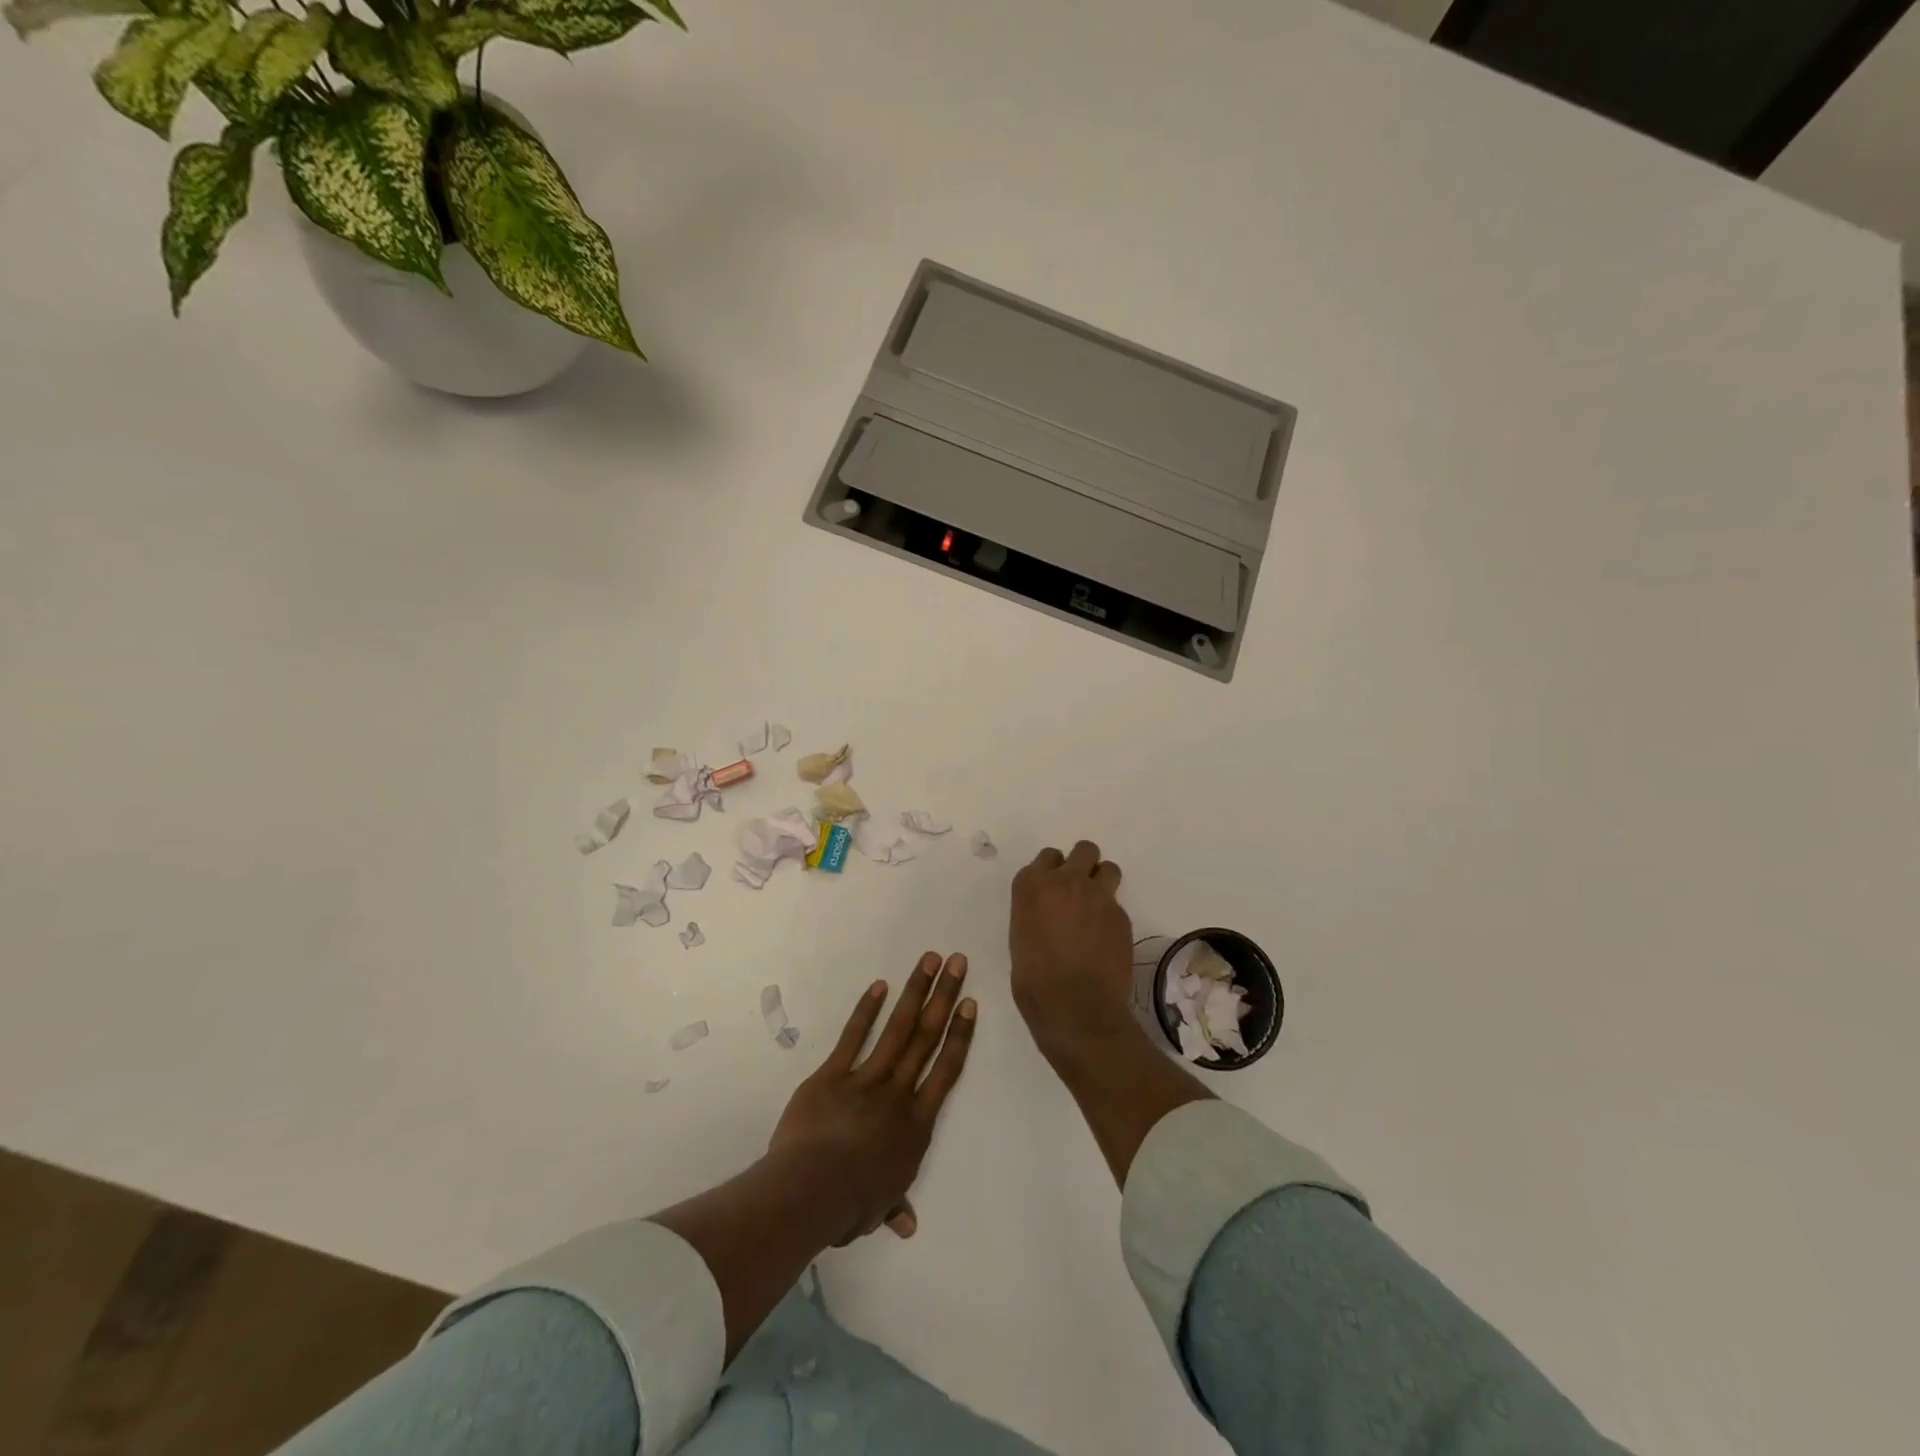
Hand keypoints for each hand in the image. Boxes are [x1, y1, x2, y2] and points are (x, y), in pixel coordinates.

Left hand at [768, 953, 975, 1243]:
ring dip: (916, 991)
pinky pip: (853, 1037)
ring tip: (929, 959)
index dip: (959, 1035)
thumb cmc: (848, 1205)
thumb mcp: (877, 1209)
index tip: (969, 1004)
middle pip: (927, 1037)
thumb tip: (908, 1226)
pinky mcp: (833, 1074)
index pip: (946, 1071)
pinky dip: (867, 1010)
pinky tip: (879, 985)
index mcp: (916, 1125)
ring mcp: (866, 1079)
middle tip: (957, 962)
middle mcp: (898, 1093)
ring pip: (898, 1028)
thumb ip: (894, 1206)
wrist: (809, 1192)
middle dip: (944, 996)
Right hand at [1010, 840, 1137, 1062]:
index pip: (1048, 856)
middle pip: (1084, 850)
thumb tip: (1049, 916)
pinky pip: (1117, 905)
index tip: (1054, 887)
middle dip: (1084, 864)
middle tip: (1080, 889)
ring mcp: (1097, 896)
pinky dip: (1112, 916)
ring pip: (1108, 868)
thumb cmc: (1033, 980)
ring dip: (1103, 881)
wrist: (1074, 1006)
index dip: (1053, 870)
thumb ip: (1036, 913)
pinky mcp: (1121, 916)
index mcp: (1032, 885)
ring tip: (1098, 907)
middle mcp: (1066, 881)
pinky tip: (1105, 940)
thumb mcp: (1021, 937)